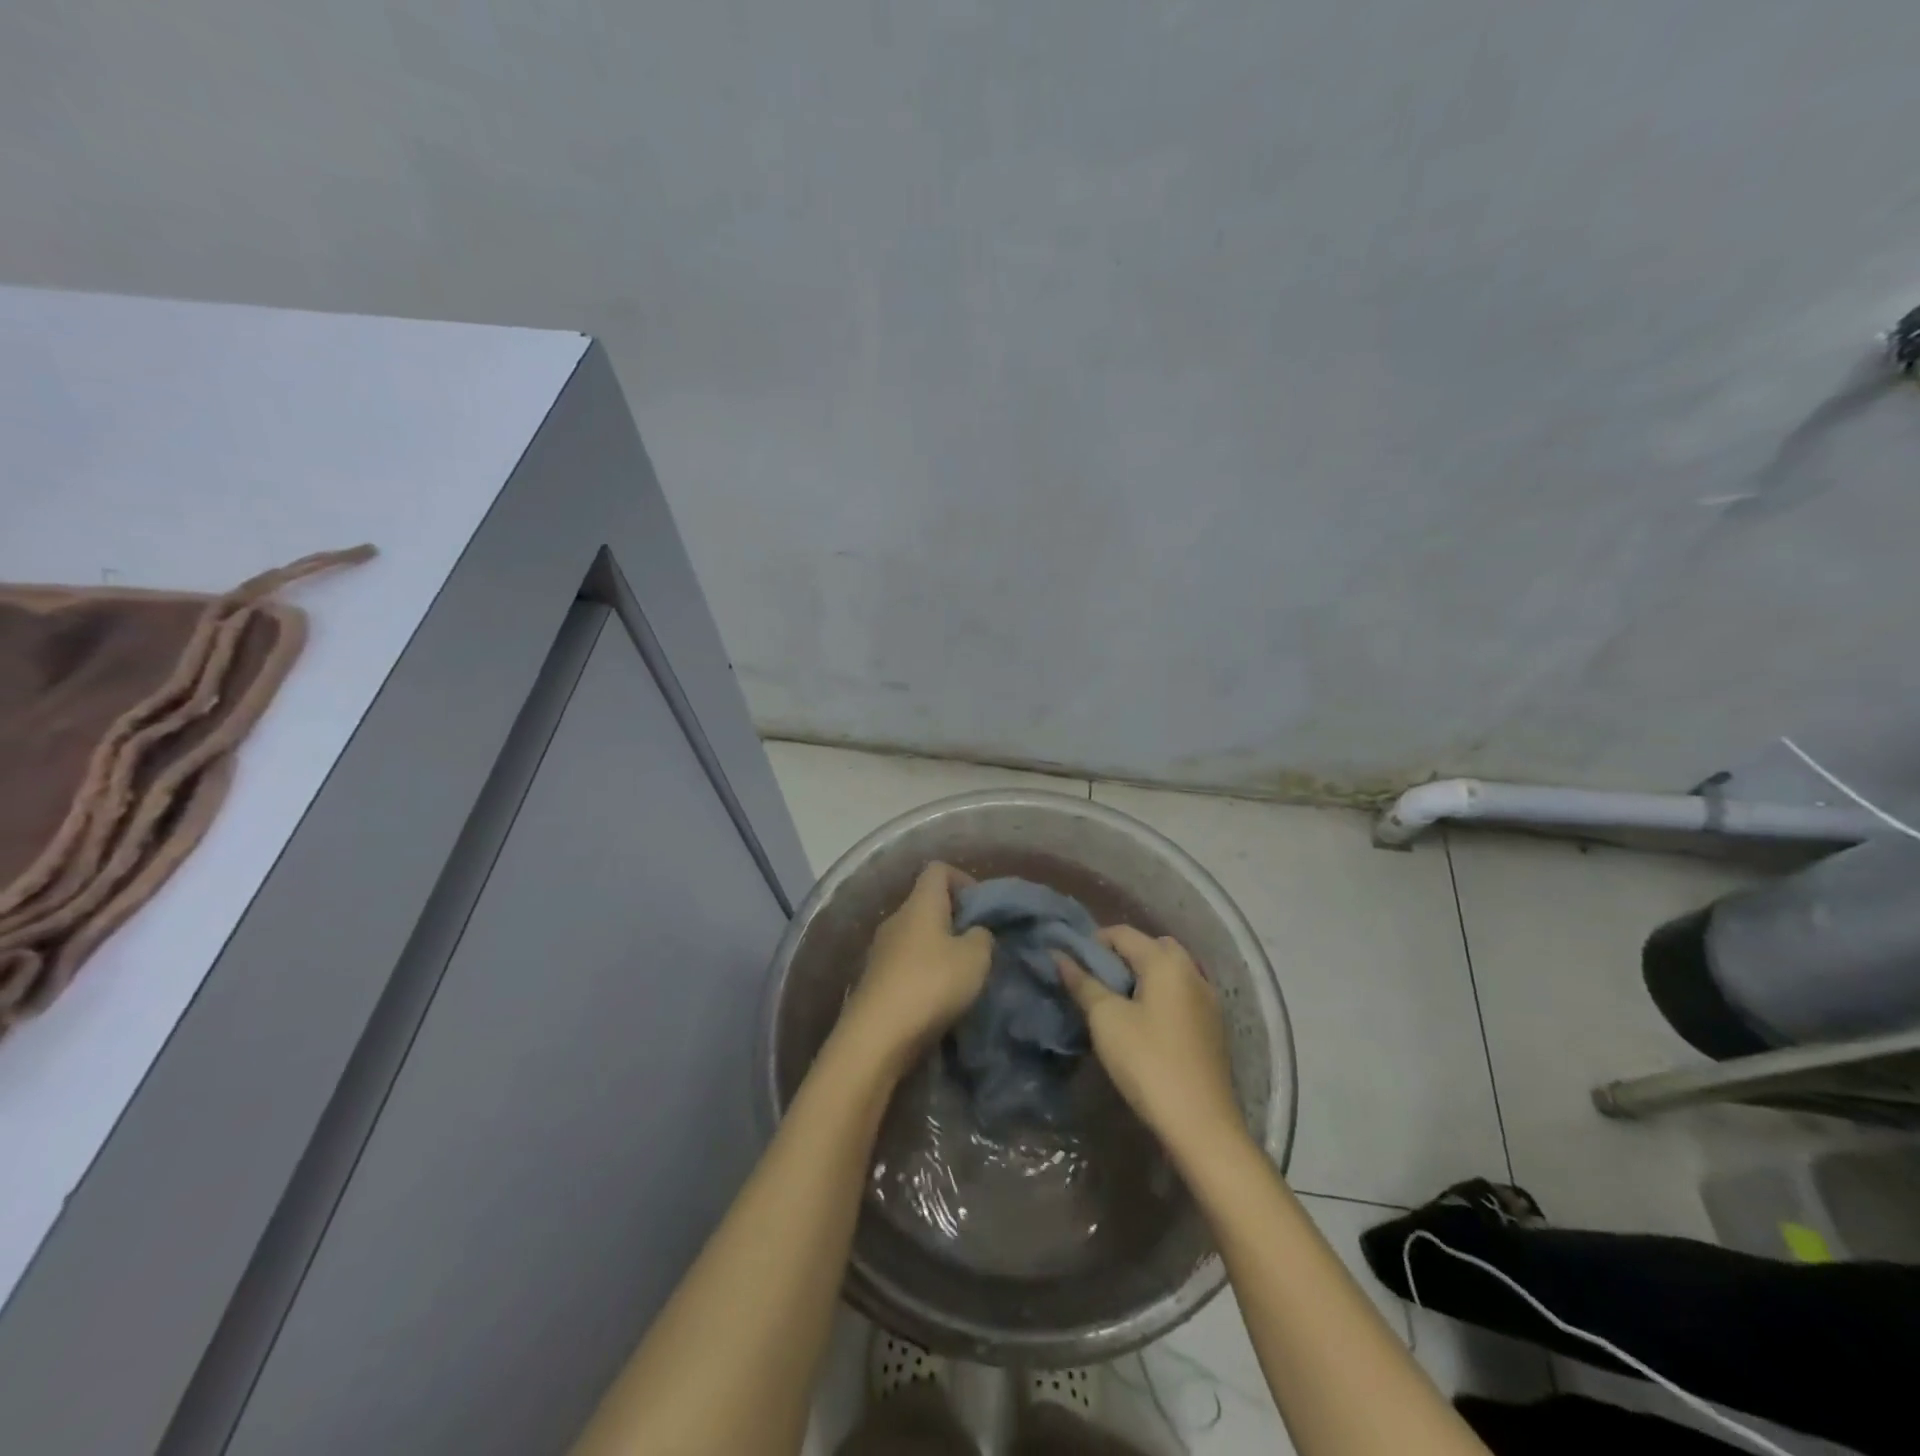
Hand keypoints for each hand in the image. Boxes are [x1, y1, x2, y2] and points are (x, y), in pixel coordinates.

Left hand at [838, 862, 993, 1073]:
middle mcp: (896, 919)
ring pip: (916, 936)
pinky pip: (905, 964)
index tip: (981, 907)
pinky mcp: (875, 980)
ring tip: (961, 975)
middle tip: (978, 945)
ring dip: (939, 949)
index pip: (938, 869)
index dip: (963, 880)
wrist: (877, 1037)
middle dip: (954, 919)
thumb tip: (975, 932)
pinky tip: (938, 998)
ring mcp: (881, 950)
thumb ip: (982, 937)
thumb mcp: (975, 958)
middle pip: (926, 903)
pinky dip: (923, 973)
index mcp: (920, 903)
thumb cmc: (931, 984)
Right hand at [1059, 926, 1247, 1157]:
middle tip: (1096, 982)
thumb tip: (1059, 955)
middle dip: (1121, 957)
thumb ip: (1083, 983)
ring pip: (1168, 971)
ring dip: (1142, 976)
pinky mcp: (1212, 1025)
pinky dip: (1160, 995)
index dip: (1093, 943)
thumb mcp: (1106, 1020)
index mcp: (1166, 961)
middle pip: (1150, 947)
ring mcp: (1208, 999)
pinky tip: (1143, 1023)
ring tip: (1117, 1003)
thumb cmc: (1147, 1062)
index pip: (1123, 933)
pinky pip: (1181, 993)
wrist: (1200, 1124)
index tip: (1072, 965)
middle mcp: (1191, 970)